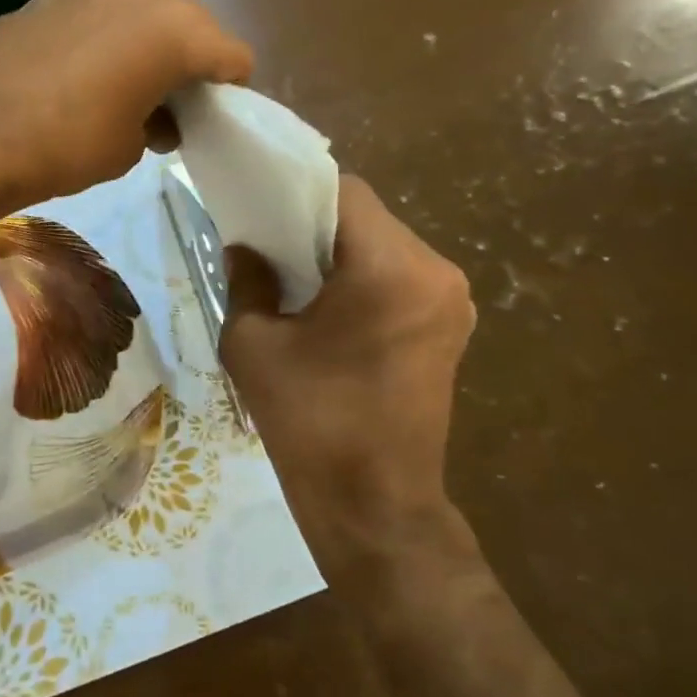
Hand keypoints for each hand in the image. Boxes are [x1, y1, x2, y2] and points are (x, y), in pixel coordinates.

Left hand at [0, 0, 252, 217]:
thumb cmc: (63, 147)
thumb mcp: (128, 148)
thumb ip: (158, 123)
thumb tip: (157, 117)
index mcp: (179, 30)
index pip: (233, 57)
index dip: (228, 93)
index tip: (209, 121)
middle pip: (192, 27)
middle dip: (189, 66)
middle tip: (165, 110)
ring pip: (149, 9)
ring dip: (149, 42)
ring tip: (124, 85)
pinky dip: (110, 20)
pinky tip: (89, 52)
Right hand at [220, 176, 478, 579]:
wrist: (373, 504)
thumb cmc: (309, 422)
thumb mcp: (254, 345)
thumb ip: (246, 280)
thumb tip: (245, 249)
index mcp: (391, 268)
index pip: (345, 193)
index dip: (297, 192)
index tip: (261, 212)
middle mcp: (436, 271)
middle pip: (367, 218)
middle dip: (316, 225)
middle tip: (270, 249)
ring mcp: (452, 300)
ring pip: (384, 246)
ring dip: (340, 253)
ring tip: (295, 282)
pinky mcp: (450, 327)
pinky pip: (400, 278)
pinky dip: (363, 278)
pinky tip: (330, 309)